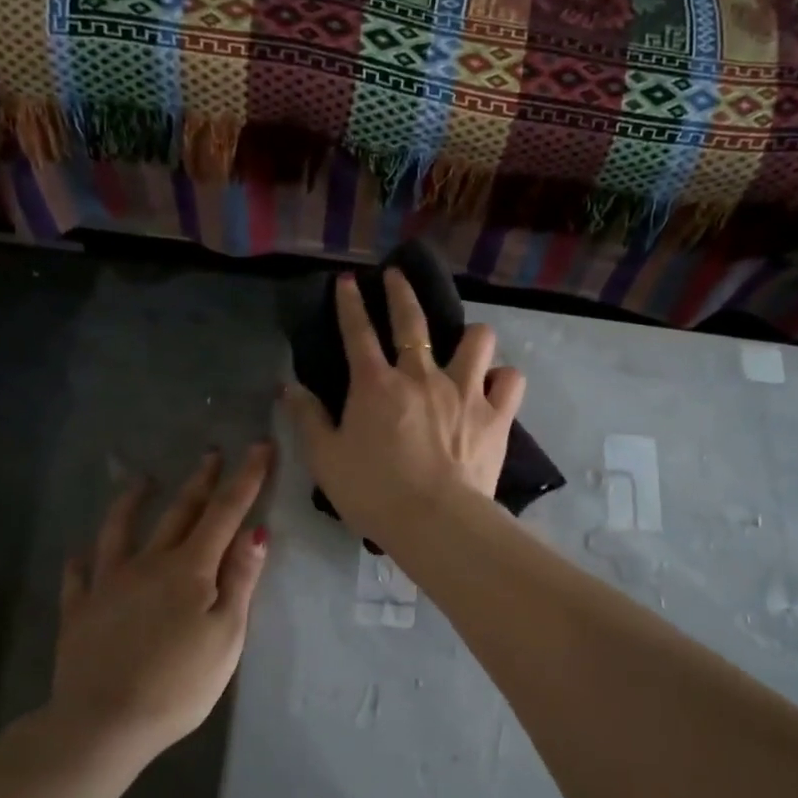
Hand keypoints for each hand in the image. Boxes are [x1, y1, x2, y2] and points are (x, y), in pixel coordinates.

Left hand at [50, 444, 272, 757]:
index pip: (225, 512)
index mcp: (190, 569)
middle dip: (201, 480)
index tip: (260, 447)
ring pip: (121, 530)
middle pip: (179, 512)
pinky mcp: (80, 610)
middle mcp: (149, 563)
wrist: (102, 723)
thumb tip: (256, 532)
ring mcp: (108, 584)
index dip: (246, 478)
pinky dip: (82, 560)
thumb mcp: (226, 635)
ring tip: (142, 480)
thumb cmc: (178, 684)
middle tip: (212, 453)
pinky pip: (78, 576)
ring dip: (133, 501)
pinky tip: (80, 553)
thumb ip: (240, 581)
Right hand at [283, 270, 525, 550]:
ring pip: (477, 339)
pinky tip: (495, 386)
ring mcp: (464, 391)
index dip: (350, 303)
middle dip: (402, 291)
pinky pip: (510, 380)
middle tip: (398, 275)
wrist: (435, 521)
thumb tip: (287, 386)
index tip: (349, 281)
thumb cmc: (373, 492)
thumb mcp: (325, 459)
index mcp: (376, 385)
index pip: (358, 332)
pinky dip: (502, 379)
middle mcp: (422, 376)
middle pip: (413, 320)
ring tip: (466, 343)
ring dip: (470, 335)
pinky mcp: (496, 415)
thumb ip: (307, 418)